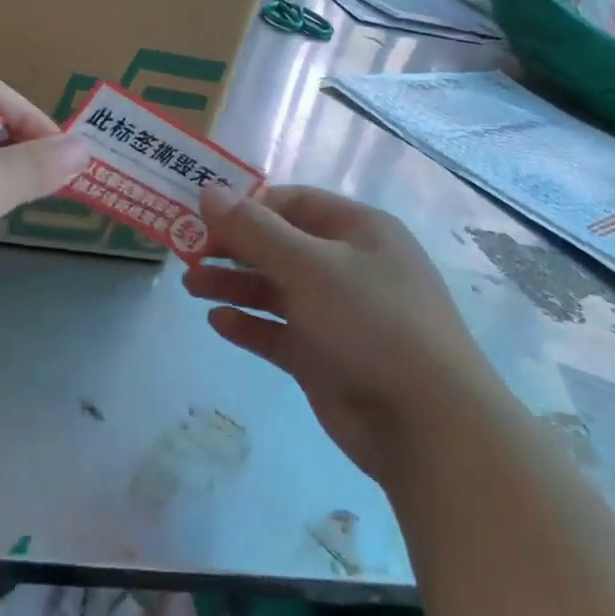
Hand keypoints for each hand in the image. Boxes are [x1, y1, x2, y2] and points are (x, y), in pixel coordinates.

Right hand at [185, 184, 493, 483]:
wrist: (427, 425)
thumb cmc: (371, 323)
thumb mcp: (309, 266)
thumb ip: (254, 229)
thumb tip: (209, 190)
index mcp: (358, 230)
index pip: (293, 202)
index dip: (248, 206)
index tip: (204, 217)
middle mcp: (347, 266)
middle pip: (280, 245)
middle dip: (234, 247)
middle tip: (187, 253)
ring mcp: (336, 313)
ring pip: (275, 289)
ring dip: (233, 284)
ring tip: (191, 287)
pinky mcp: (324, 356)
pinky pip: (278, 331)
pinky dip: (249, 324)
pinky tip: (218, 322)